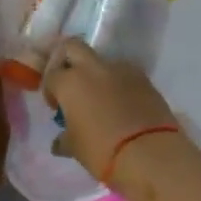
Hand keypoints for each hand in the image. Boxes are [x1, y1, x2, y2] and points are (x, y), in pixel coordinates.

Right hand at [40, 39, 183, 192]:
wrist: (151, 153)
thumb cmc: (102, 152)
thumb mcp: (76, 149)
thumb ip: (64, 139)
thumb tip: (60, 141)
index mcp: (70, 82)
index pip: (51, 74)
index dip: (50, 89)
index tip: (56, 106)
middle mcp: (93, 68)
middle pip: (72, 46)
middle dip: (66, 60)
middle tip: (70, 84)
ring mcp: (121, 69)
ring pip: (101, 61)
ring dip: (96, 74)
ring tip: (101, 99)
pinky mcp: (144, 78)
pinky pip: (124, 74)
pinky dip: (118, 83)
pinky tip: (122, 105)